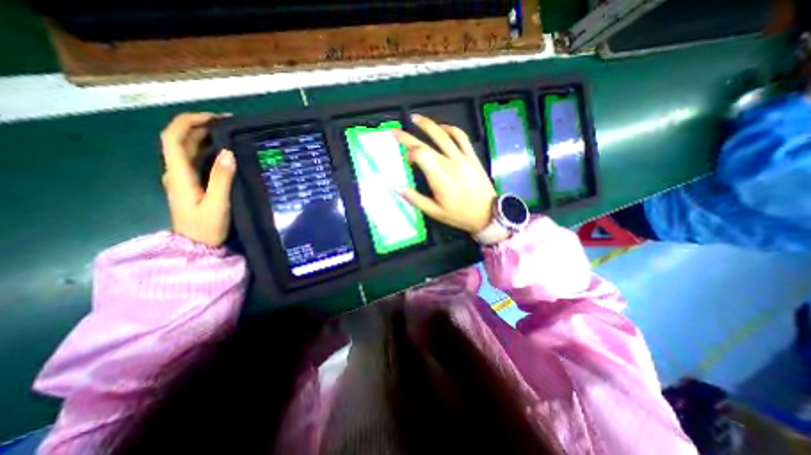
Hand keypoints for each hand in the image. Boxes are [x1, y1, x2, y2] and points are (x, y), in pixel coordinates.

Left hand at [158, 114, 232, 248]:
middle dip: (200, 126)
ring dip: (205, 137)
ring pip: (189, 149)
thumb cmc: (206, 227)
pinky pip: (196, 160)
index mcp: (178, 174)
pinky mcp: (192, 184)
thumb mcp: (217, 203)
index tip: (214, 118)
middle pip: (180, 140)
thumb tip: (228, 152)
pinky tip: (224, 152)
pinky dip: (208, 150)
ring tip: (229, 133)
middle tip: (229, 124)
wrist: (196, 246)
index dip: (189, 122)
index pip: (173, 138)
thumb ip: (221, 178)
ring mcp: (183, 178)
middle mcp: (176, 172)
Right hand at [394, 114, 501, 235]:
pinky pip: (461, 137)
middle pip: (427, 144)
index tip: (405, 158)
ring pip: (444, 136)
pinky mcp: (472, 156)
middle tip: (395, 131)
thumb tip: (396, 187)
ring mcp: (462, 158)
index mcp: (440, 179)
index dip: (409, 152)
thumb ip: (415, 199)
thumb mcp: (435, 212)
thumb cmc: (459, 215)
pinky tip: (442, 127)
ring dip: (428, 125)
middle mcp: (450, 164)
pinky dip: (451, 129)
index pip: (421, 155)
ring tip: (415, 118)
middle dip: (409, 136)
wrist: (487, 213)